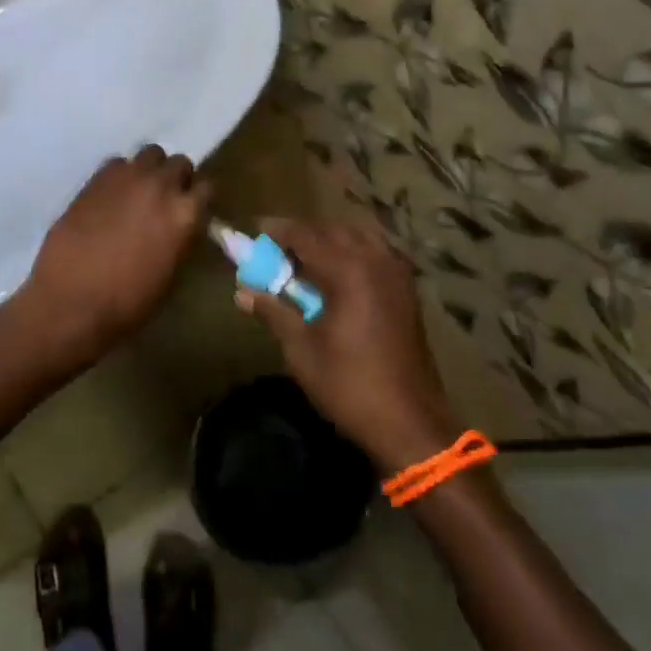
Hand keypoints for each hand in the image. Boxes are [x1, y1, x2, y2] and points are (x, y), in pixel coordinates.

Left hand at [17, 145, 211, 364]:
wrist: (72, 300)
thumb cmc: (128, 302)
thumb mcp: (171, 276)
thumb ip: (181, 240)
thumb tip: (181, 229)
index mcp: (185, 214)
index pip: (207, 187)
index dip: (198, 199)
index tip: (192, 210)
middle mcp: (160, 186)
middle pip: (179, 163)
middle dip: (176, 179)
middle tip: (164, 200)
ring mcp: (126, 178)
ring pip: (150, 153)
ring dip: (149, 169)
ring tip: (138, 191)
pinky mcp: (96, 179)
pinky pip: (117, 162)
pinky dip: (120, 174)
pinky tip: (111, 195)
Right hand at [235, 218, 458, 471]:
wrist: (408, 421)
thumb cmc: (348, 384)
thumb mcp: (301, 349)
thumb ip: (273, 312)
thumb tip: (242, 292)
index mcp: (348, 270)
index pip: (306, 235)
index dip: (279, 230)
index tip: (257, 230)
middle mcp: (376, 261)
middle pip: (334, 231)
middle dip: (304, 234)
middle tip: (277, 248)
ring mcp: (397, 275)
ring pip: (359, 238)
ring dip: (331, 240)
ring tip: (307, 258)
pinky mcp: (408, 291)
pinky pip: (377, 253)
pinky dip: (354, 252)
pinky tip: (340, 273)